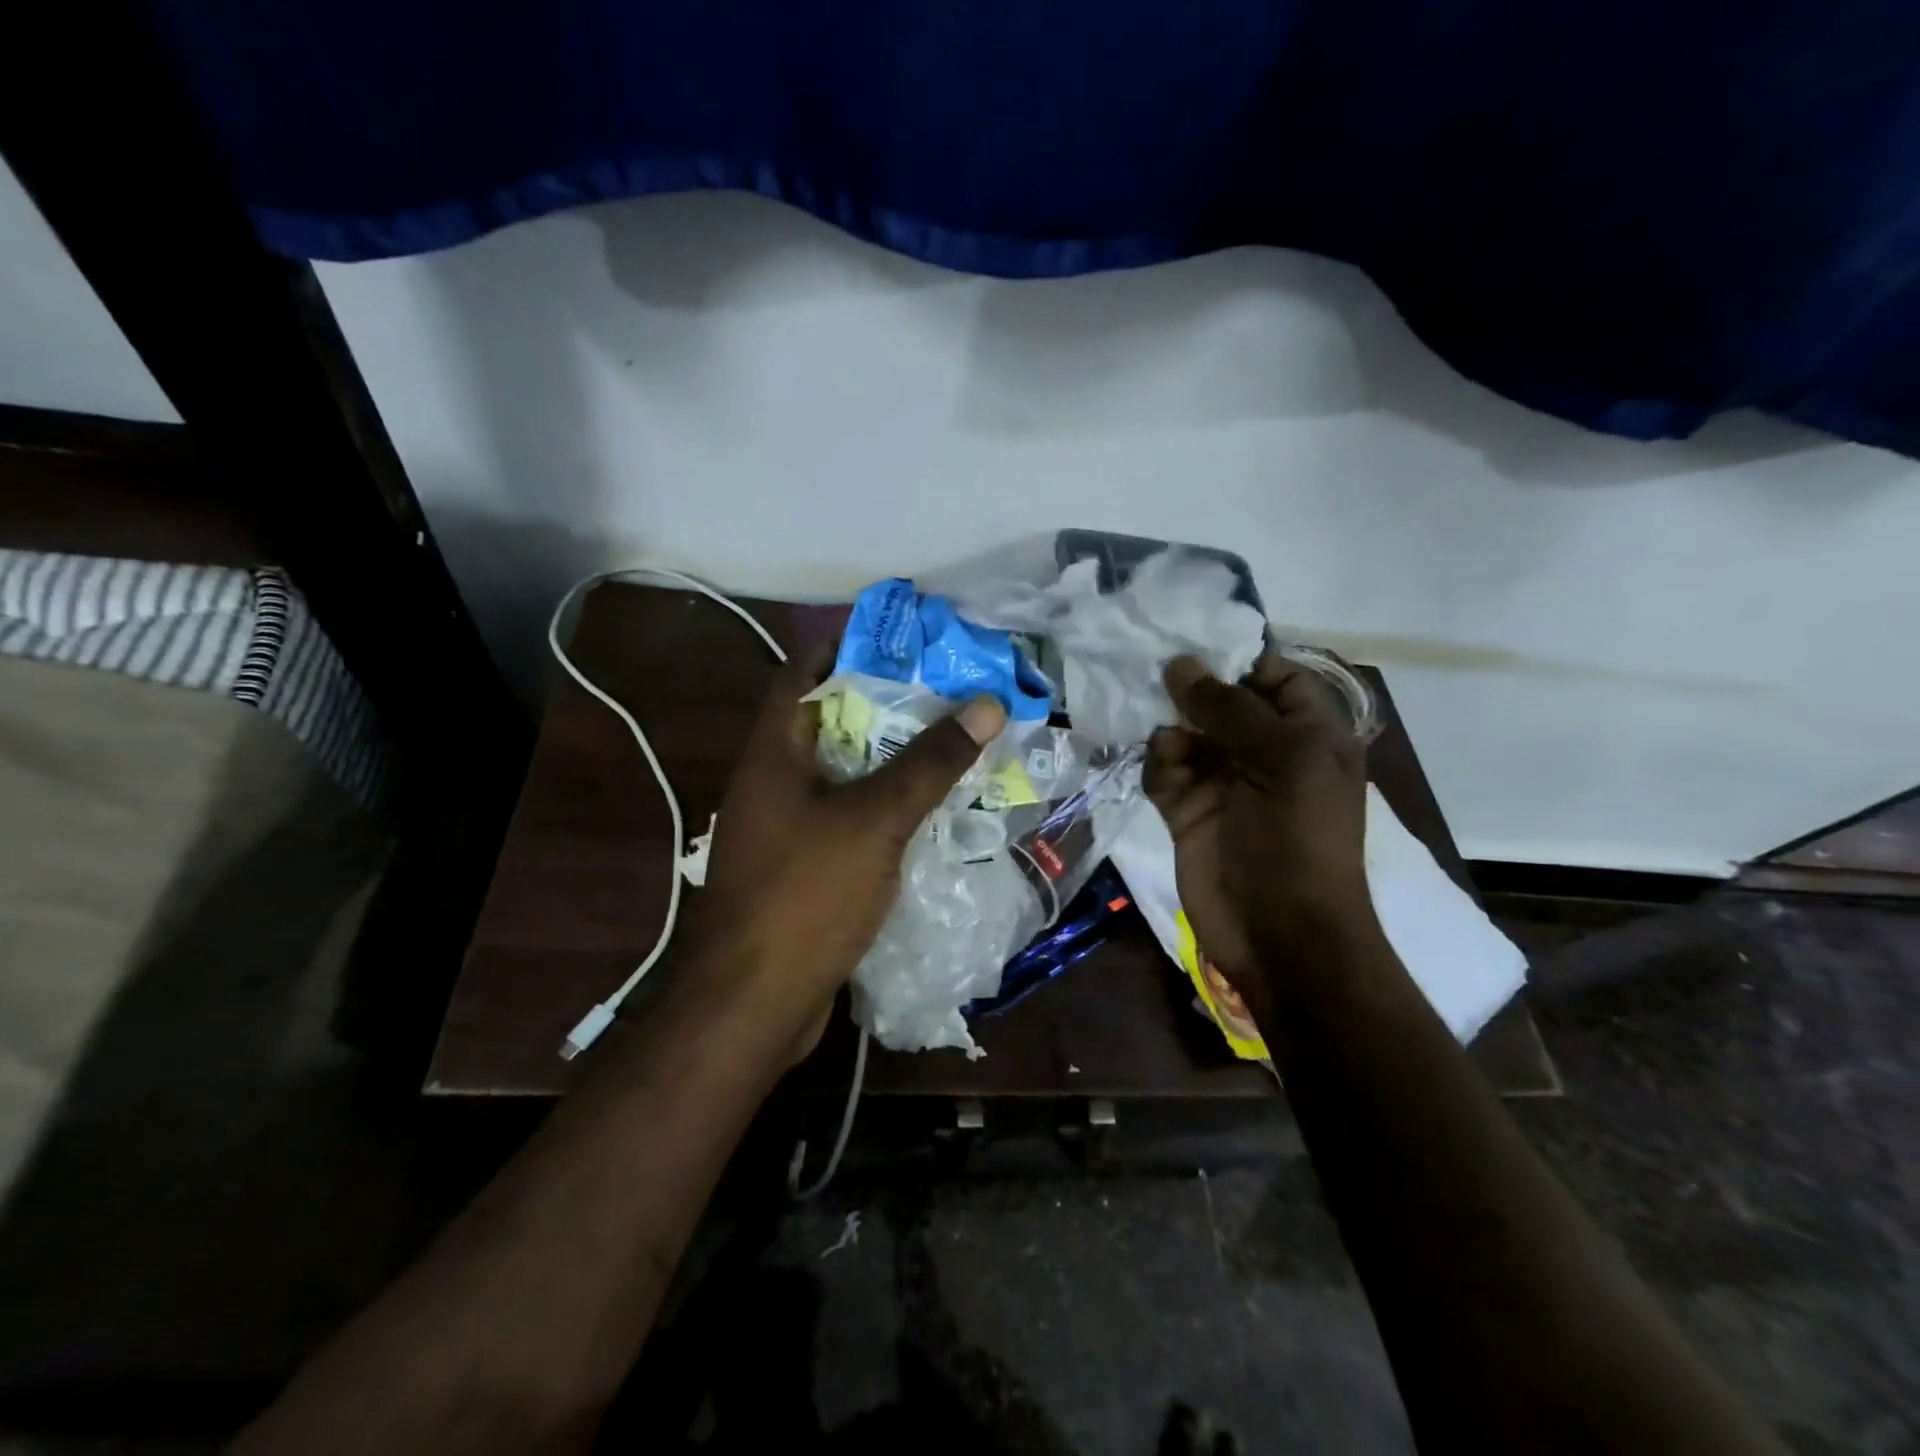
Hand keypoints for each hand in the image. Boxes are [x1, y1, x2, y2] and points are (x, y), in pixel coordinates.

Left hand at [684, 653, 1006, 1059]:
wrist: (752, 1005)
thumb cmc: (805, 896)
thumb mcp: (874, 820)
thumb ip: (928, 764)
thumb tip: (985, 706)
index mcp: (775, 752)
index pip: (805, 672)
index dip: (850, 645)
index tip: (907, 638)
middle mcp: (774, 781)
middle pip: (833, 721)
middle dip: (887, 703)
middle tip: (948, 690)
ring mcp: (786, 827)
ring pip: (846, 774)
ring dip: (892, 759)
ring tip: (952, 741)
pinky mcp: (804, 867)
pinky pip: (850, 819)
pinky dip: (887, 807)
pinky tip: (931, 809)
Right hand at [1144, 651, 1371, 991]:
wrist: (1279, 933)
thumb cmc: (1299, 839)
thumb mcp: (1283, 761)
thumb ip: (1230, 708)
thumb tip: (1179, 663)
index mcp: (1307, 733)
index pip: (1273, 676)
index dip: (1237, 659)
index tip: (1191, 643)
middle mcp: (1264, 750)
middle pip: (1219, 701)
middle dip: (1188, 691)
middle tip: (1152, 677)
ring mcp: (1223, 781)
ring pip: (1184, 732)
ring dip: (1171, 733)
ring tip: (1169, 748)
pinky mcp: (1186, 810)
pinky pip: (1163, 770)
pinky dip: (1159, 767)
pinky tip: (1164, 779)